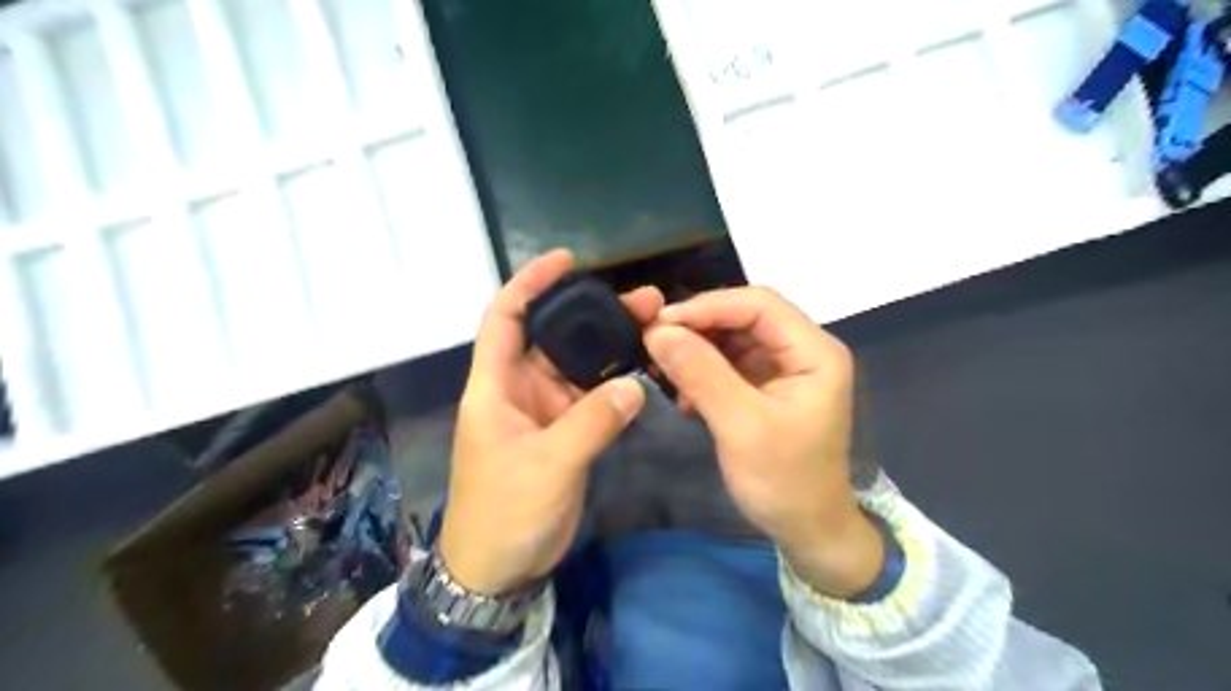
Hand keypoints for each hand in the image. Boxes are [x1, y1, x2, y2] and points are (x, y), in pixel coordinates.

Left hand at [440, 250, 664, 596]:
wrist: (497, 569)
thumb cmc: (505, 513)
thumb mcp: (547, 465)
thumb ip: (592, 422)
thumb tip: (635, 385)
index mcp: (495, 387)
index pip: (505, 318)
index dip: (529, 283)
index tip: (565, 259)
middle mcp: (518, 390)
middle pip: (554, 337)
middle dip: (592, 313)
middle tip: (643, 299)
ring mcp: (543, 412)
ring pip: (577, 367)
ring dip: (609, 347)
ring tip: (653, 326)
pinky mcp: (563, 434)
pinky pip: (591, 398)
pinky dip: (614, 384)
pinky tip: (644, 369)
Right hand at [644, 285, 886, 598]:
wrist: (807, 530)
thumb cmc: (784, 481)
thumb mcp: (741, 426)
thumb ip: (701, 374)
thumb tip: (657, 331)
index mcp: (814, 351)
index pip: (759, 305)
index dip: (708, 306)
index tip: (661, 324)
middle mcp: (802, 350)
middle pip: (745, 316)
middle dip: (699, 325)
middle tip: (654, 342)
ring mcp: (784, 367)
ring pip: (733, 337)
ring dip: (696, 347)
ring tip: (663, 367)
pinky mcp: (766, 385)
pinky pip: (729, 362)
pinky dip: (702, 369)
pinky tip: (683, 393)